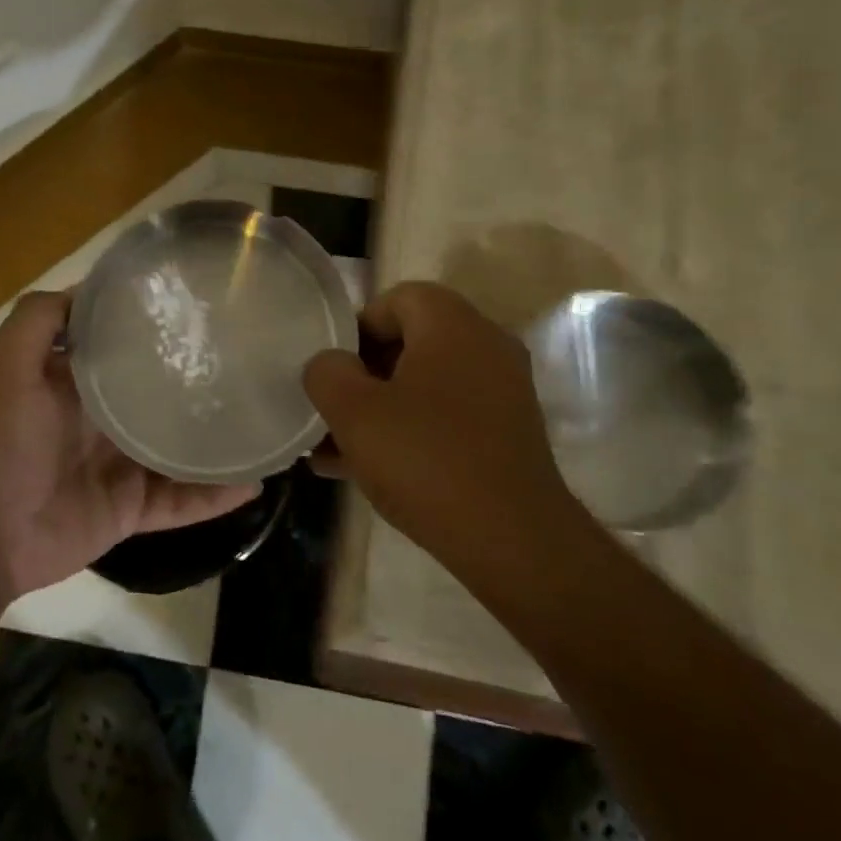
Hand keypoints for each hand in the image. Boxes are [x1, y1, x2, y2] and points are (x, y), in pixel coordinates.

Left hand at [0, 291, 260, 601]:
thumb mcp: (8, 368)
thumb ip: (37, 321)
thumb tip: (91, 286)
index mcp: (79, 383)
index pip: (127, 348)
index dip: (159, 329)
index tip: (205, 310)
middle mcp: (104, 420)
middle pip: (162, 397)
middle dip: (201, 382)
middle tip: (256, 364)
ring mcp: (122, 467)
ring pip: (181, 450)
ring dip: (218, 441)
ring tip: (267, 423)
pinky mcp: (132, 509)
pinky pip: (181, 501)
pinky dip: (214, 497)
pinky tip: (253, 484)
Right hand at [302, 281, 586, 576]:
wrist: (513, 541)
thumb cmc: (426, 460)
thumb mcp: (354, 412)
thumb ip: (327, 373)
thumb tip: (330, 365)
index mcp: (453, 326)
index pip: (396, 299)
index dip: (355, 328)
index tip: (331, 370)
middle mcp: (485, 347)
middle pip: (409, 342)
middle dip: (361, 374)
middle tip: (329, 408)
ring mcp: (500, 393)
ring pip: (422, 385)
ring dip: (378, 409)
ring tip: (333, 448)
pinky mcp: (504, 434)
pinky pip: (444, 417)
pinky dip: (407, 431)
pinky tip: (365, 470)